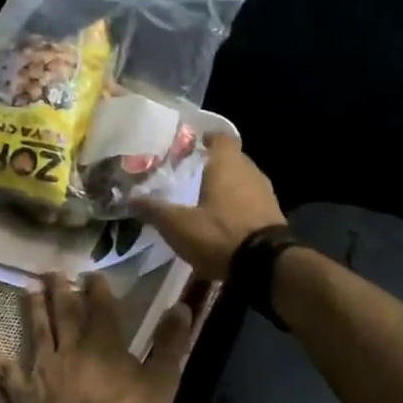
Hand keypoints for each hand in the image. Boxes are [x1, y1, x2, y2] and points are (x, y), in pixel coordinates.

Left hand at [0, 273, 193, 402]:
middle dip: (62, 290)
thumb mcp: (162, 379)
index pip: (103, 308)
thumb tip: (182, 306)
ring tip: (27, 287)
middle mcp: (72, 347)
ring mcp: (45, 367)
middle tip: (54, 271)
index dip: (98, 290)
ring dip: (34, 309)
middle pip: (66, 312)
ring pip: (38, 331)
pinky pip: (6, 372)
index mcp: (106, 343)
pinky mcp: (24, 391)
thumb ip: (172, 343)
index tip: (91, 272)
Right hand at [132, 134, 284, 281]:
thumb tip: (129, 198)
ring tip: (202, 199)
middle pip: (230, 159)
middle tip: (189, 174)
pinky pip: (250, 201)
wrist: (266, 265)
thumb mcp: (178, 225)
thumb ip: (154, 210)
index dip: (206, 138)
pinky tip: (221, 221)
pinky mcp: (273, 215)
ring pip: (241, 180)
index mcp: (227, 164)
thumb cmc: (219, 234)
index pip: (220, 137)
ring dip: (225, 187)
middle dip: (212, 165)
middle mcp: (250, 171)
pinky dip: (236, 205)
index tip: (189, 146)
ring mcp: (265, 193)